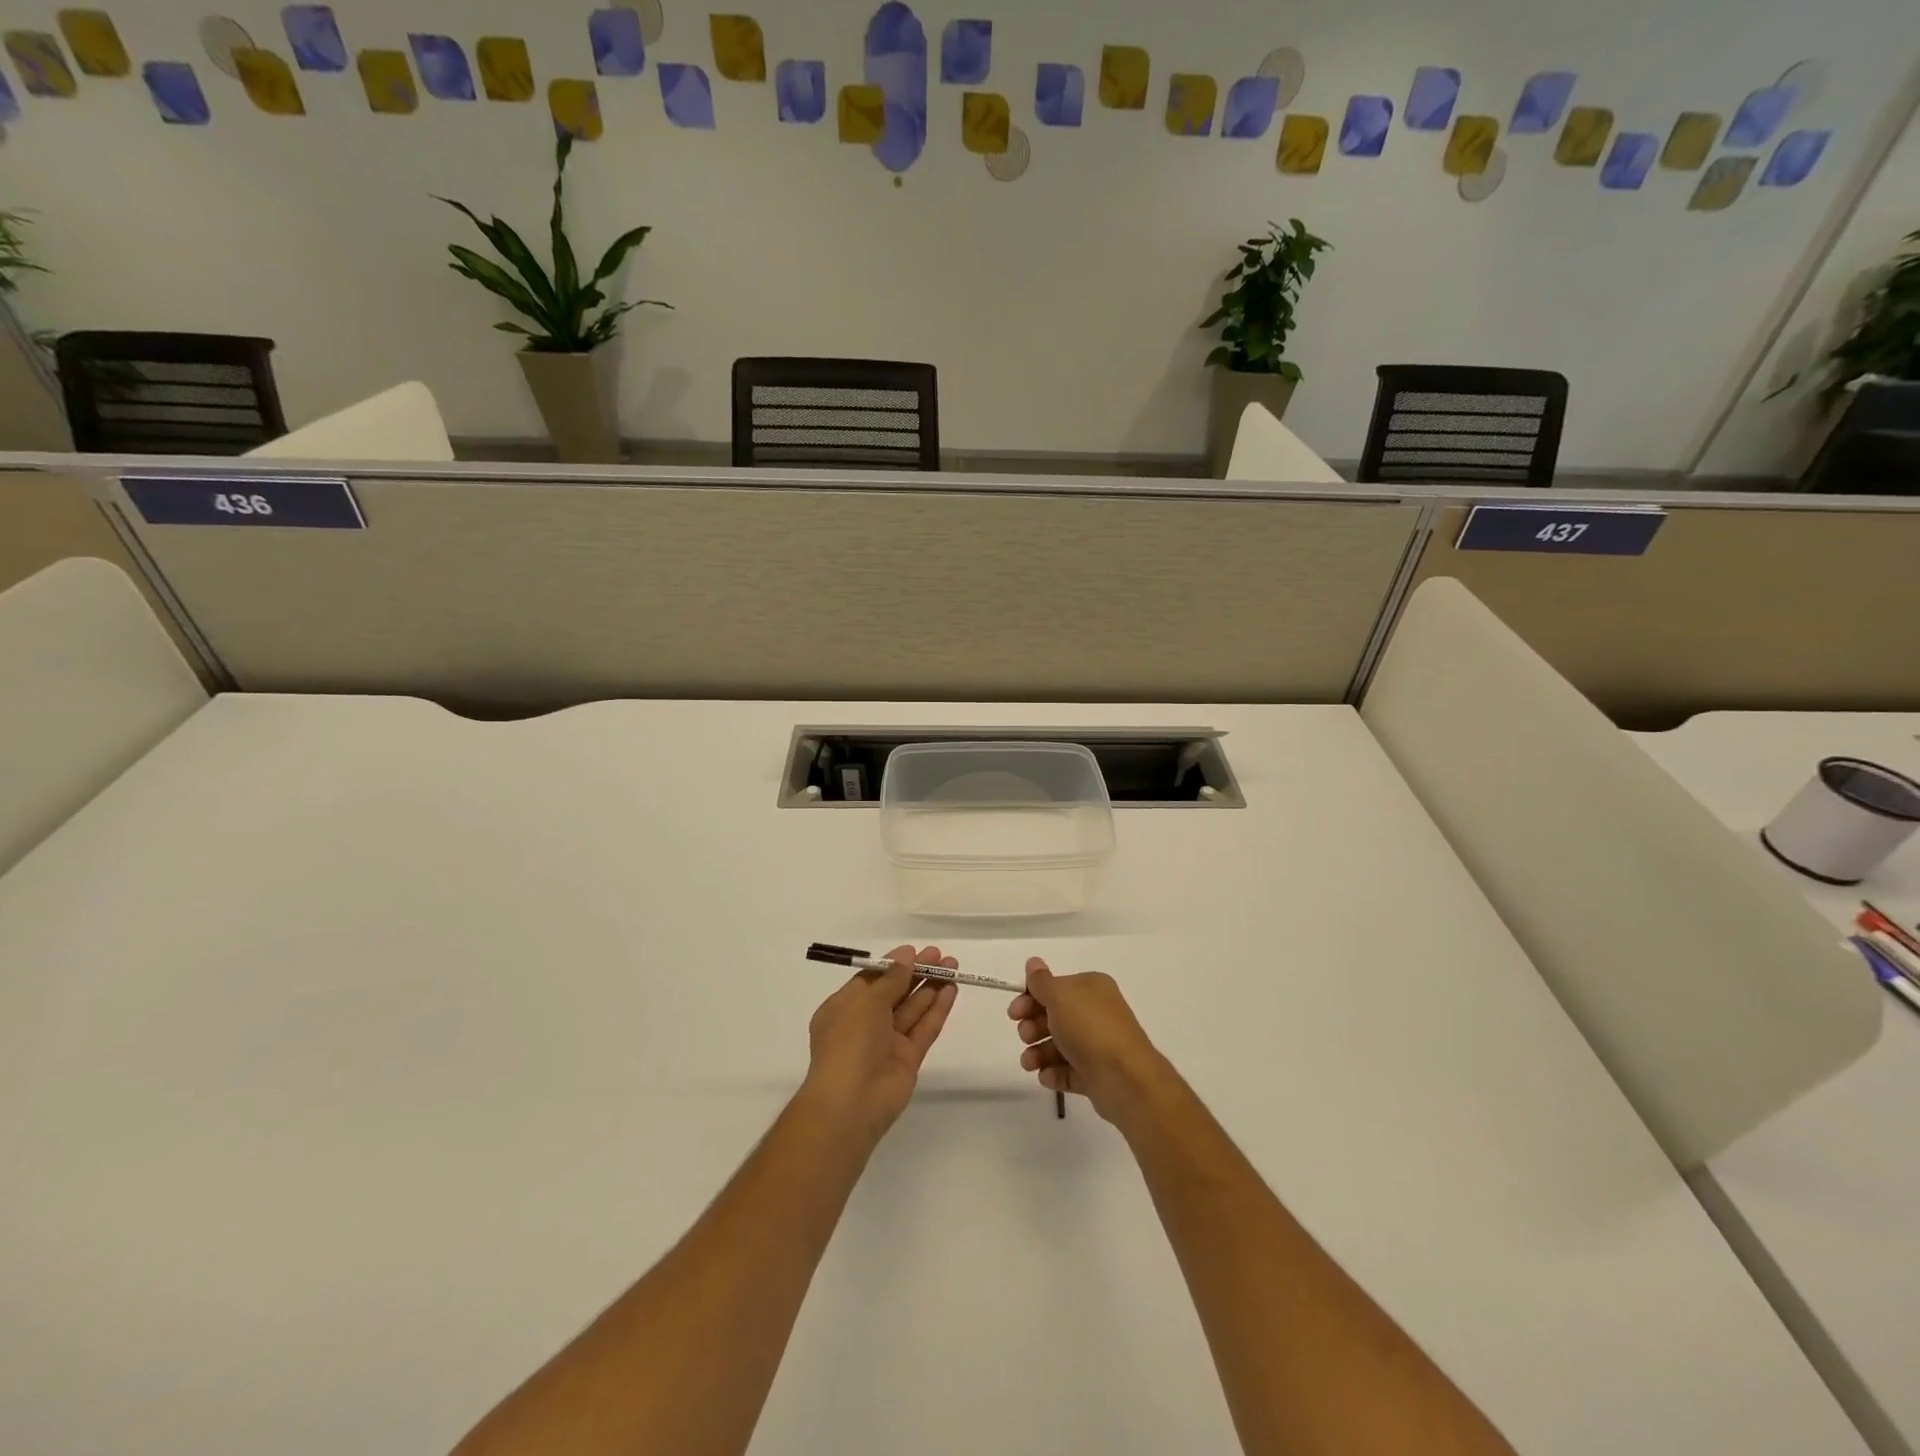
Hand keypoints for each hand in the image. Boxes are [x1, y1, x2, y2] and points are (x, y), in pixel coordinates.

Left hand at [802, 945, 958, 1144]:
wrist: (851, 1103)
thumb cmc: (849, 1042)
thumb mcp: (866, 1002)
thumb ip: (891, 979)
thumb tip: (906, 956)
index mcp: (844, 1008)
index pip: (871, 980)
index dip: (893, 965)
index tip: (914, 951)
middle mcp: (865, 1023)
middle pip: (895, 992)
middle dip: (916, 972)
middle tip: (940, 955)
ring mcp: (888, 1042)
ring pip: (912, 1009)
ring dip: (931, 987)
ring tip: (952, 966)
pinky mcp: (908, 1059)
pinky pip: (924, 1028)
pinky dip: (937, 1009)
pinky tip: (951, 990)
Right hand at [1007, 958, 1167, 1124]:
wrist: (1125, 1079)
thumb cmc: (1089, 1028)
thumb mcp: (1060, 996)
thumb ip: (1042, 981)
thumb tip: (1033, 962)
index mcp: (1091, 988)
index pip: (1054, 987)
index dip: (1030, 997)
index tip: (1014, 1013)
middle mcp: (1096, 1013)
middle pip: (1055, 1016)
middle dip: (1033, 1026)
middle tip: (1025, 1036)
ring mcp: (1097, 1045)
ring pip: (1059, 1045)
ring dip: (1038, 1052)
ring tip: (1029, 1063)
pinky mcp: (1096, 1074)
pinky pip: (1069, 1071)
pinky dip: (1054, 1073)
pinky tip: (1046, 1076)